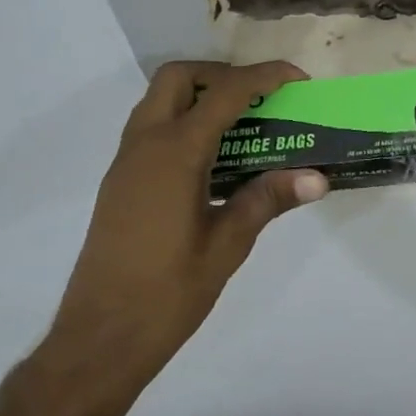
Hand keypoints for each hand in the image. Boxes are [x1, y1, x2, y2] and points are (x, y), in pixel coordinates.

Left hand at [43, 61, 326, 392]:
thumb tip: (317, 178)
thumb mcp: (227, 245)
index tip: (298, 79)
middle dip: (222, 74)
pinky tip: (212, 160)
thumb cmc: (167, 294)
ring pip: (159, 100)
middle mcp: (145, 144)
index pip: (225, 92)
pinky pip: (152, 127)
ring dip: (199, 96)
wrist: (98, 341)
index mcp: (175, 153)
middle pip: (179, 77)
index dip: (264, 77)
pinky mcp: (120, 182)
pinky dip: (184, 121)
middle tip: (258, 98)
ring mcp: (126, 162)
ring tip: (242, 124)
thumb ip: (268, 200)